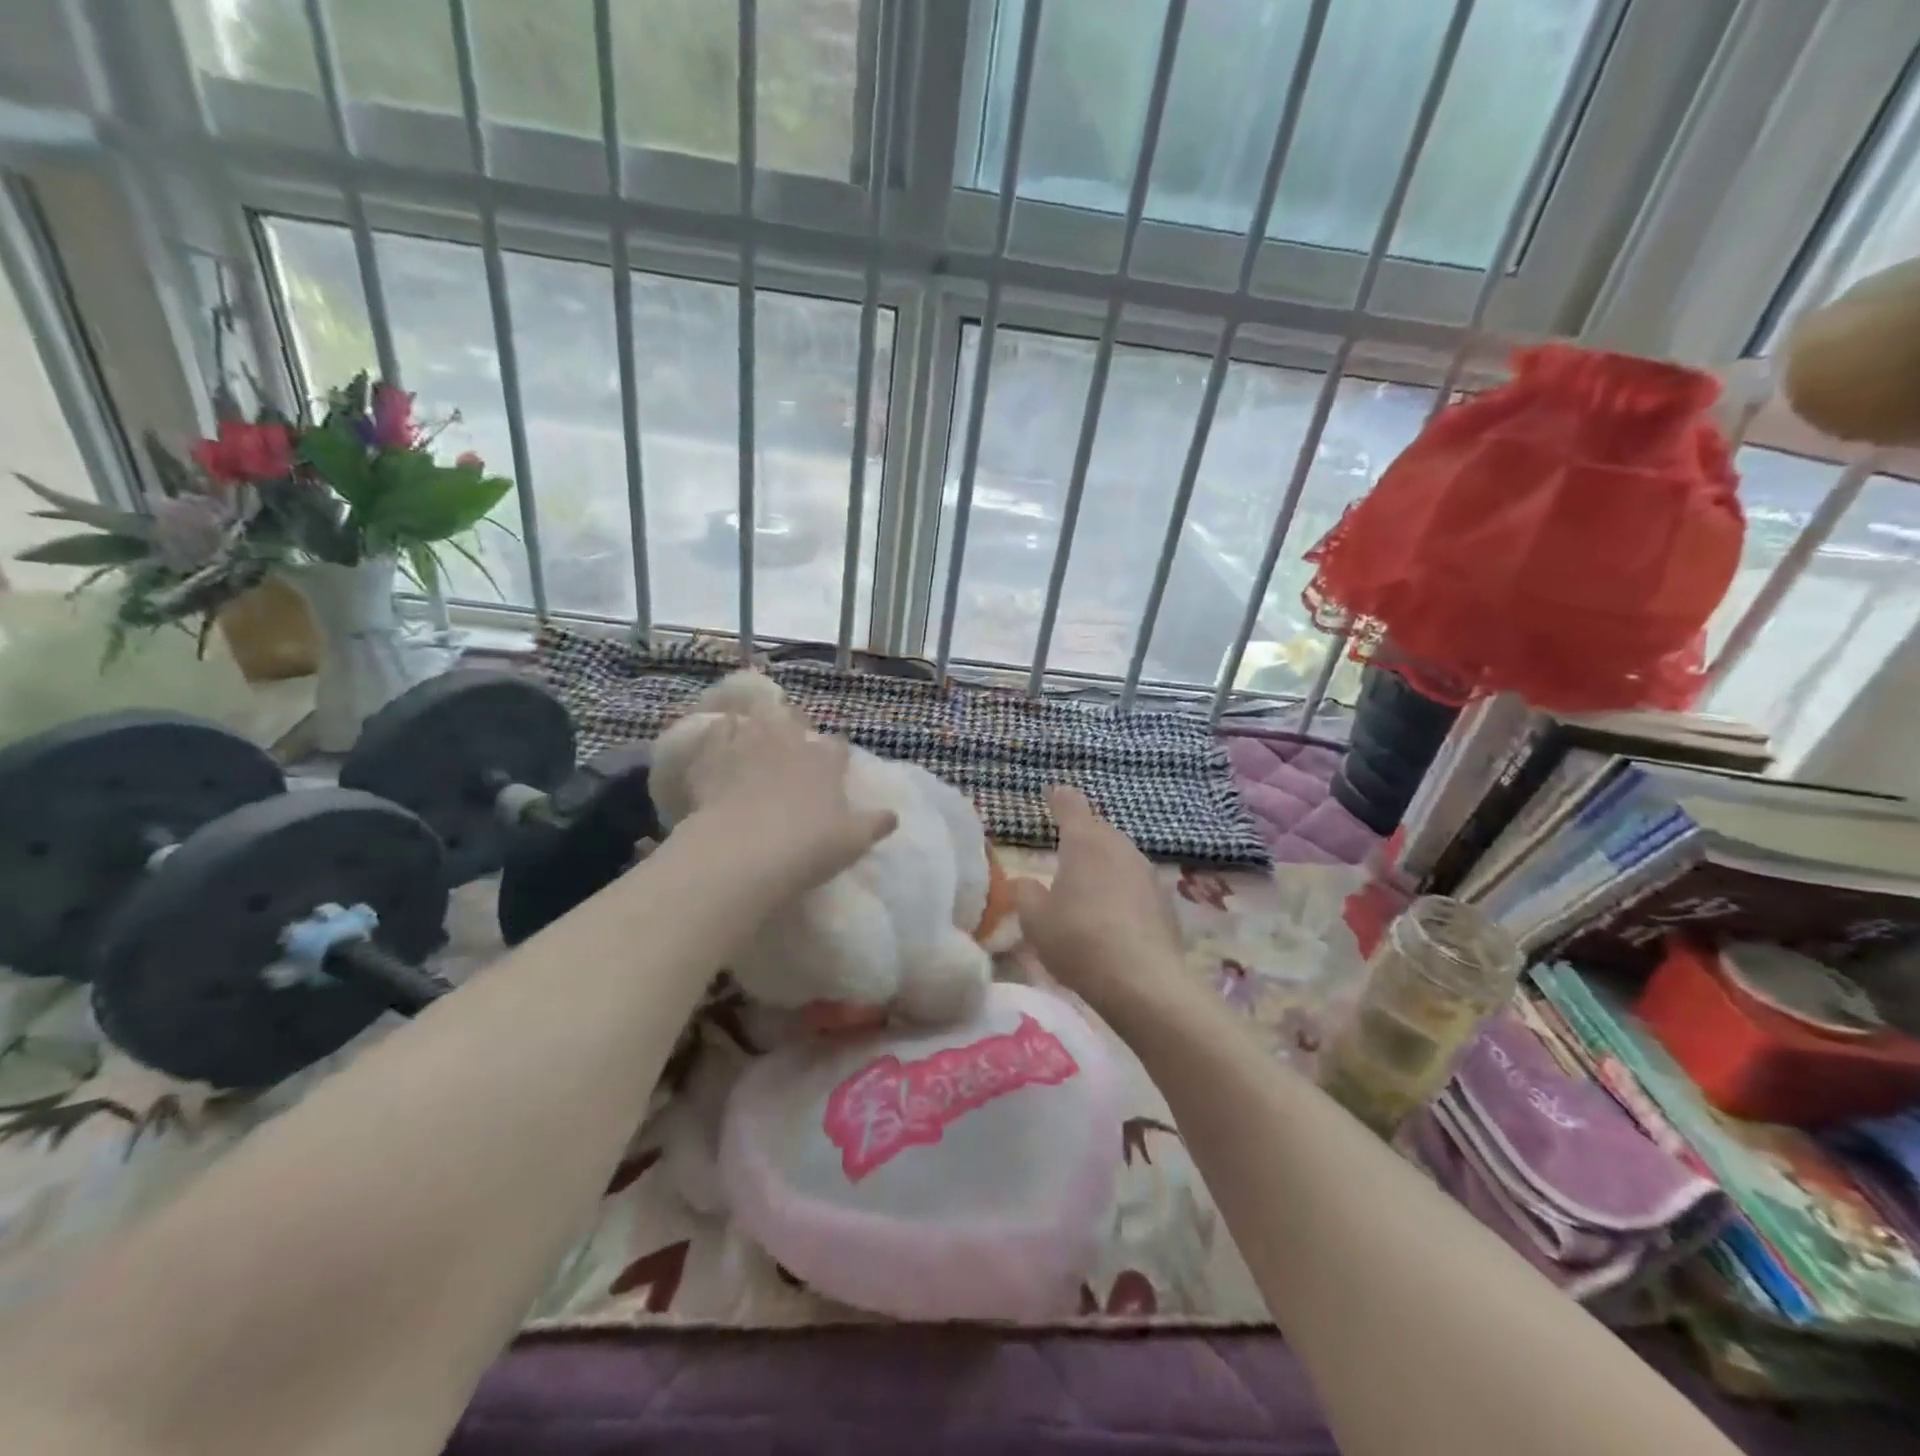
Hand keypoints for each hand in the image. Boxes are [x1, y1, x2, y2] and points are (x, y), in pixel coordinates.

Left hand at [674, 702, 896, 897]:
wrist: (744, 852)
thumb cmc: (808, 846)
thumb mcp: (853, 841)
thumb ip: (875, 824)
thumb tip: (893, 816)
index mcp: (825, 762)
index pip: (837, 745)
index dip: (836, 750)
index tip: (835, 758)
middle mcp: (789, 744)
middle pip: (794, 719)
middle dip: (794, 723)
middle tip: (791, 734)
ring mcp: (748, 745)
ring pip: (755, 717)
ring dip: (757, 722)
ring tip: (754, 730)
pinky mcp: (713, 757)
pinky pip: (716, 733)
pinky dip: (719, 734)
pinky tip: (718, 742)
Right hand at [1013, 786, 1185, 1017]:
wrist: (1143, 981)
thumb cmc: (1079, 940)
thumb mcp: (1035, 920)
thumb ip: (1025, 894)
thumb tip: (1027, 883)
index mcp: (1085, 841)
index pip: (1071, 806)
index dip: (1059, 798)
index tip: (1052, 792)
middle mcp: (1119, 847)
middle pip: (1098, 831)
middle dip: (1082, 835)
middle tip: (1064, 849)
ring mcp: (1147, 872)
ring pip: (1119, 857)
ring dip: (1103, 864)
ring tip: (1087, 885)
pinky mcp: (1165, 901)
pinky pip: (1135, 884)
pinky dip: (1121, 890)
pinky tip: (1113, 915)